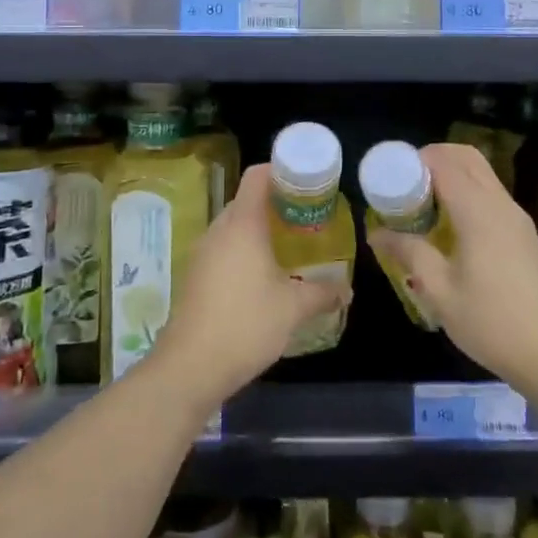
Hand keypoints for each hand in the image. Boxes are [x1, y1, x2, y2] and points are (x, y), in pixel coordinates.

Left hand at [152, 164, 350, 406]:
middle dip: (277, 203)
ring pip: (235, 225)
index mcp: (243, 224)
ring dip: (260, 229)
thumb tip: (347, 290)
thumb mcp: (294, 308)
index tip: (307, 183)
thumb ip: (323, 293)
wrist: (191, 366)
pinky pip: (224, 247)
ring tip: (289, 246)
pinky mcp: (196, 275)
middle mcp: (219, 229)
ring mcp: (203, 252)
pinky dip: (244, 249)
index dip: (282, 171)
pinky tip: (263, 275)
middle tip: (306, 217)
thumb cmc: (246, 324)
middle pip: (247, 199)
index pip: (258, 176)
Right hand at [368, 143, 537, 393]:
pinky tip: (448, 226)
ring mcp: (517, 218)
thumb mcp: (441, 291)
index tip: (389, 177)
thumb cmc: (493, 323)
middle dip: (433, 159)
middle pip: (467, 158)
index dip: (414, 161)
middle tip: (404, 184)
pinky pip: (491, 195)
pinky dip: (467, 193)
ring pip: (482, 175)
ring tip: (421, 205)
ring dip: (451, 175)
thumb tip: (376, 233)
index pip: (443, 163)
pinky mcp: (525, 235)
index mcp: (478, 212)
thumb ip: (409, 253)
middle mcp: (500, 204)